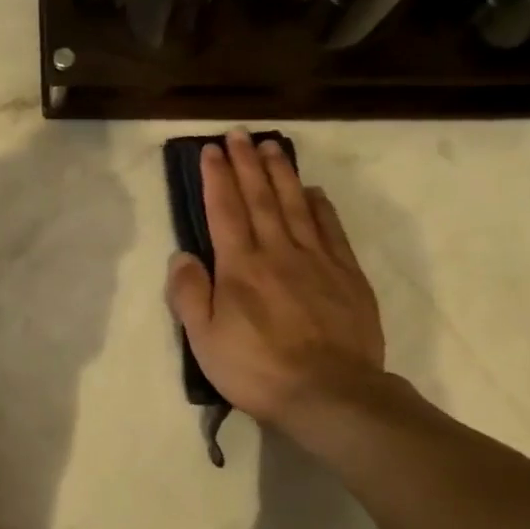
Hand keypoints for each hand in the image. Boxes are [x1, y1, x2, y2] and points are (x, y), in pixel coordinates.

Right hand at [166, 128, 386, 438]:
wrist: (330, 394)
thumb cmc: (257, 369)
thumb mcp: (205, 341)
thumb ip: (189, 294)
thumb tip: (182, 255)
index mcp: (240, 267)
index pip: (224, 211)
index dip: (216, 178)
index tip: (211, 150)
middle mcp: (277, 252)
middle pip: (260, 198)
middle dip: (247, 164)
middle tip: (239, 134)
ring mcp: (317, 261)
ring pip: (296, 205)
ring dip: (281, 173)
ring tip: (271, 147)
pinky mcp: (347, 275)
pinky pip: (332, 230)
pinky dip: (321, 206)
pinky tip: (314, 191)